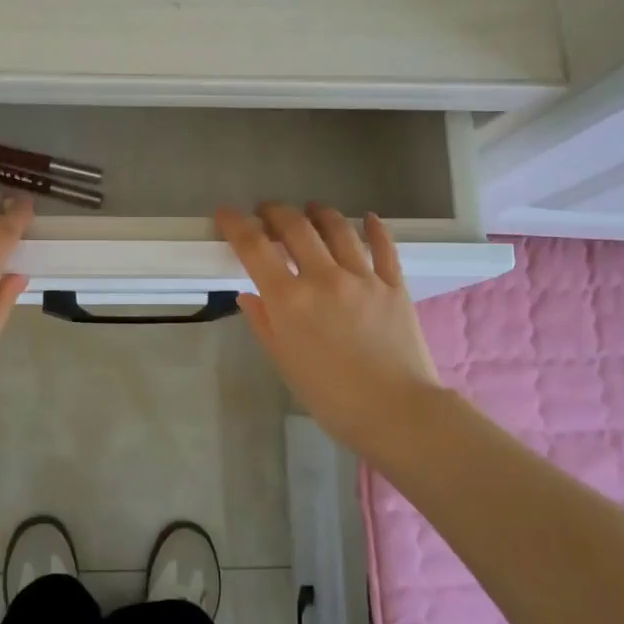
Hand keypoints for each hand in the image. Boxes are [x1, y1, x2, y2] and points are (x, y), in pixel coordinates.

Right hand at [218, 203, 444, 458]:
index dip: (236, 225)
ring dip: (319, 213)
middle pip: (296, 226)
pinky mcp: (394, 285)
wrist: (397, 413)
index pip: (254, 248)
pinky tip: (368, 219)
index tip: (226, 214)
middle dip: (276, 211)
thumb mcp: (286, 363)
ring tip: (311, 210)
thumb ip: (265, 324)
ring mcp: (363, 277)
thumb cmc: (331, 397)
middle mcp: (324, 278)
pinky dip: (374, 228)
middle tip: (267, 212)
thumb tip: (249, 295)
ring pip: (338, 228)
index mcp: (289, 300)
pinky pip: (384, 247)